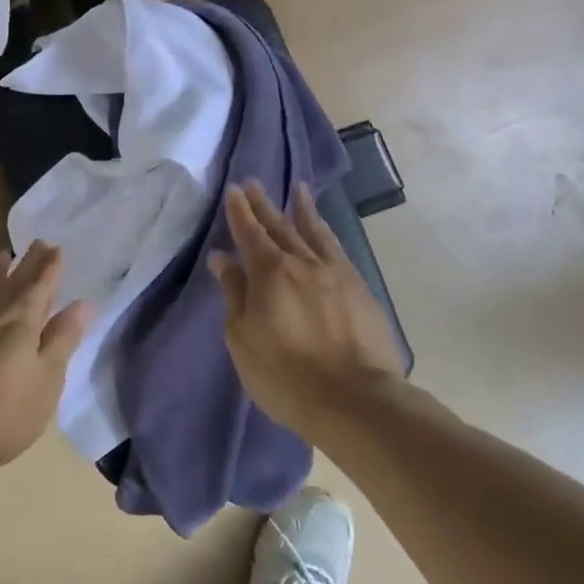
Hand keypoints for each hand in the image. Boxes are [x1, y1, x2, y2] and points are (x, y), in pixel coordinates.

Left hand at [0, 243, 89, 481]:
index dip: (50, 266)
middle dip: (29, 262)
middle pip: (14, 280)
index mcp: (22, 319)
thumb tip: (82, 304)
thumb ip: (61, 341)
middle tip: (38, 242)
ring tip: (3, 257)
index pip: (41, 284)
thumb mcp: (44, 382)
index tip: (56, 247)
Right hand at [209, 181, 406, 437]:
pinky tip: (325, 232)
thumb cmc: (285, 374)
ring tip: (298, 189)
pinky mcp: (361, 290)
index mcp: (270, 272)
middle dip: (265, 205)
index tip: (234, 190)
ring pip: (315, 232)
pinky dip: (327, 233)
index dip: (240, 211)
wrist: (356, 401)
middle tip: (254, 183)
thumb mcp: (243, 337)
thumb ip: (233, 293)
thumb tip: (222, 258)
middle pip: (281, 226)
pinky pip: (338, 250)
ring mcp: (336, 274)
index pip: (250, 233)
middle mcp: (303, 263)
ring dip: (303, 209)